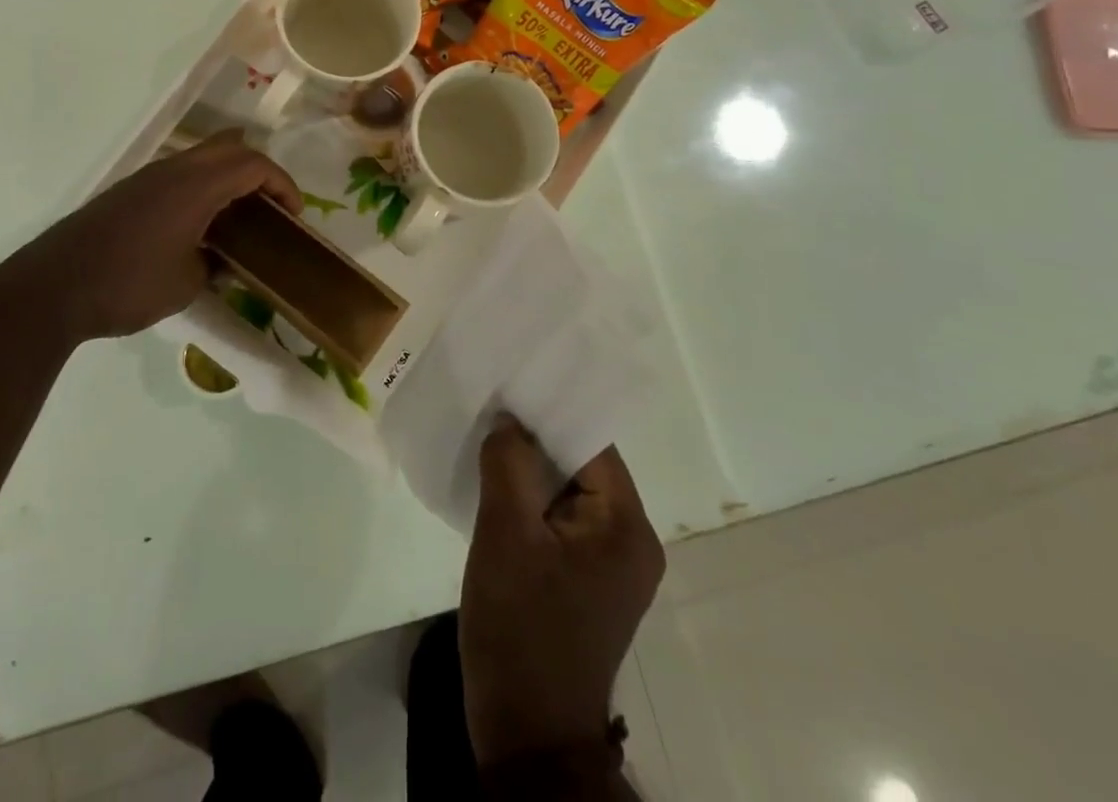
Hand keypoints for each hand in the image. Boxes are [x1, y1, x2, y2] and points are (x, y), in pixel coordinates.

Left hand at [0, 130, 301, 342]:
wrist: (54, 287)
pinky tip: (200, 224)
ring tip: (240, 215)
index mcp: (195, 186)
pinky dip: (203, 187)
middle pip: (229, 148)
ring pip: (202, 158)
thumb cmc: (129, 284)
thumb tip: (226, 260)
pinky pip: (179, 174)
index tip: (294, 214)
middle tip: (271, 206)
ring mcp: (147, 177)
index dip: (282, 184)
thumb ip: (216, 265)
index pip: (253, 164)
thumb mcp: (187, 284)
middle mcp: (173, 170)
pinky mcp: (129, 191)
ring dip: (228, 176)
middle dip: (259, 170)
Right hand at [458, 417, 664, 765]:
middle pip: (581, 464)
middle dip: (535, 438)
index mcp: (626, 526)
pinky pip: (560, 519)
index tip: (507, 386)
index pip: (591, 443)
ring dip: (529, 469)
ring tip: (486, 438)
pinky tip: (494, 486)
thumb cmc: (520, 627)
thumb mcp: (506, 534)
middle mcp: (630, 540)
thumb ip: (509, 463)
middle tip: (490, 407)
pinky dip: (530, 500)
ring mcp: (610, 564)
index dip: (548, 411)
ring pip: (567, 491)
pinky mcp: (586, 581)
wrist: (526, 732)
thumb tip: (509, 420)